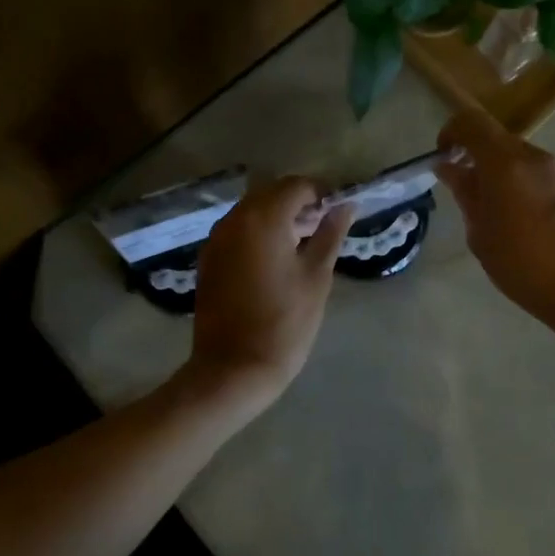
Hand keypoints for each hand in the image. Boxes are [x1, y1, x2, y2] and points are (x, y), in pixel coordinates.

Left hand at [189, 177, 353, 403]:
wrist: (233, 369)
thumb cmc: (284, 322)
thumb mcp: (316, 277)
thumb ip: (330, 234)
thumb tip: (346, 206)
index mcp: (263, 218)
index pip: (297, 186)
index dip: (321, 194)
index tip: (337, 213)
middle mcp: (235, 219)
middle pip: (271, 193)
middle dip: (298, 204)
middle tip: (322, 229)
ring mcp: (216, 238)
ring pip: (252, 211)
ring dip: (277, 217)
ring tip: (302, 245)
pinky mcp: (208, 258)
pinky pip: (237, 231)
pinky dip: (258, 233)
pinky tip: (275, 259)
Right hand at [434, 107, 554, 335]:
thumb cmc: (523, 265)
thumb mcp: (480, 233)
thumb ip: (465, 193)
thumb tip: (450, 168)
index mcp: (506, 163)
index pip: (472, 122)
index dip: (453, 132)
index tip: (445, 156)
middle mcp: (538, 157)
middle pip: (500, 141)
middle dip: (480, 159)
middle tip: (470, 192)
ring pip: (525, 160)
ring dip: (507, 176)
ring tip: (503, 214)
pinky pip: (546, 177)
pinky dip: (530, 188)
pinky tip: (532, 224)